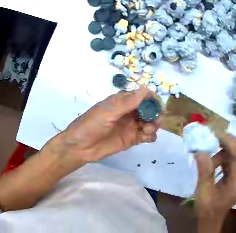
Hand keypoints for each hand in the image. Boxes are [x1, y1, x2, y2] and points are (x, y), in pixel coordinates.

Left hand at [47, 87, 162, 162]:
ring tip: (146, 130)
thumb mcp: (108, 112)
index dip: (152, 100)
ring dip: (154, 124)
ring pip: (151, 122)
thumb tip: (146, 88)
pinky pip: (148, 136)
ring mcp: (131, 126)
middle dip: (155, 113)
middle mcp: (130, 112)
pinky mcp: (132, 139)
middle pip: (150, 110)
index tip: (155, 107)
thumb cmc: (91, 125)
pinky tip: (146, 137)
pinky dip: (151, 135)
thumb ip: (128, 103)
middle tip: (153, 121)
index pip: (143, 96)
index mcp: (123, 101)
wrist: (80, 147)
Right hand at [194, 134, 235, 232]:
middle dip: (227, 141)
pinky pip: (232, 161)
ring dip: (222, 152)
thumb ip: (204, 171)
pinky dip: (222, 158)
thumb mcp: (203, 192)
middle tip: (212, 135)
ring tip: (207, 158)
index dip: (228, 141)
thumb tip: (199, 150)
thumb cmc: (207, 209)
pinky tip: (212, 164)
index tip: (215, 132)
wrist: (210, 220)